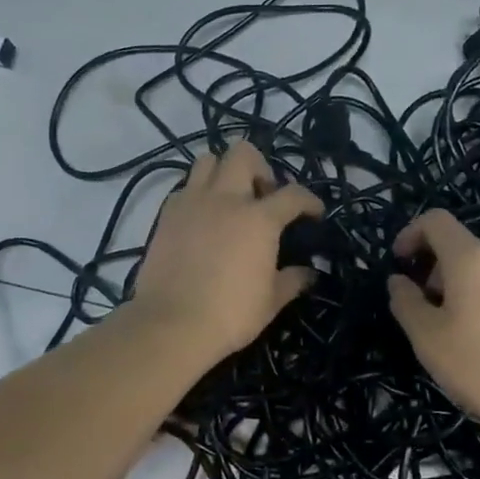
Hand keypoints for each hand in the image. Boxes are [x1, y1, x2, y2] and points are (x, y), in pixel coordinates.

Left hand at [130, 140, 323, 363]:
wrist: (171, 324)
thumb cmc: (230, 314)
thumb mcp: (271, 301)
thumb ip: (292, 280)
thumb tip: (309, 273)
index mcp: (259, 218)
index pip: (294, 194)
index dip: (309, 200)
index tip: (314, 213)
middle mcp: (226, 199)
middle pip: (243, 154)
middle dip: (260, 167)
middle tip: (263, 196)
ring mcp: (191, 202)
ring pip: (207, 160)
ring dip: (223, 172)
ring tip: (230, 199)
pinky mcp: (165, 215)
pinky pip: (184, 187)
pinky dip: (198, 194)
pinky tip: (203, 219)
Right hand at [387, 210, 479, 440]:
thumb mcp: (428, 339)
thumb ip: (406, 302)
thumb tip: (399, 281)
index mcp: (472, 258)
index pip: (435, 221)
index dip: (411, 234)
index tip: (401, 264)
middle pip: (461, 249)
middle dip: (437, 272)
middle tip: (429, 314)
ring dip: (464, 289)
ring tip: (461, 333)